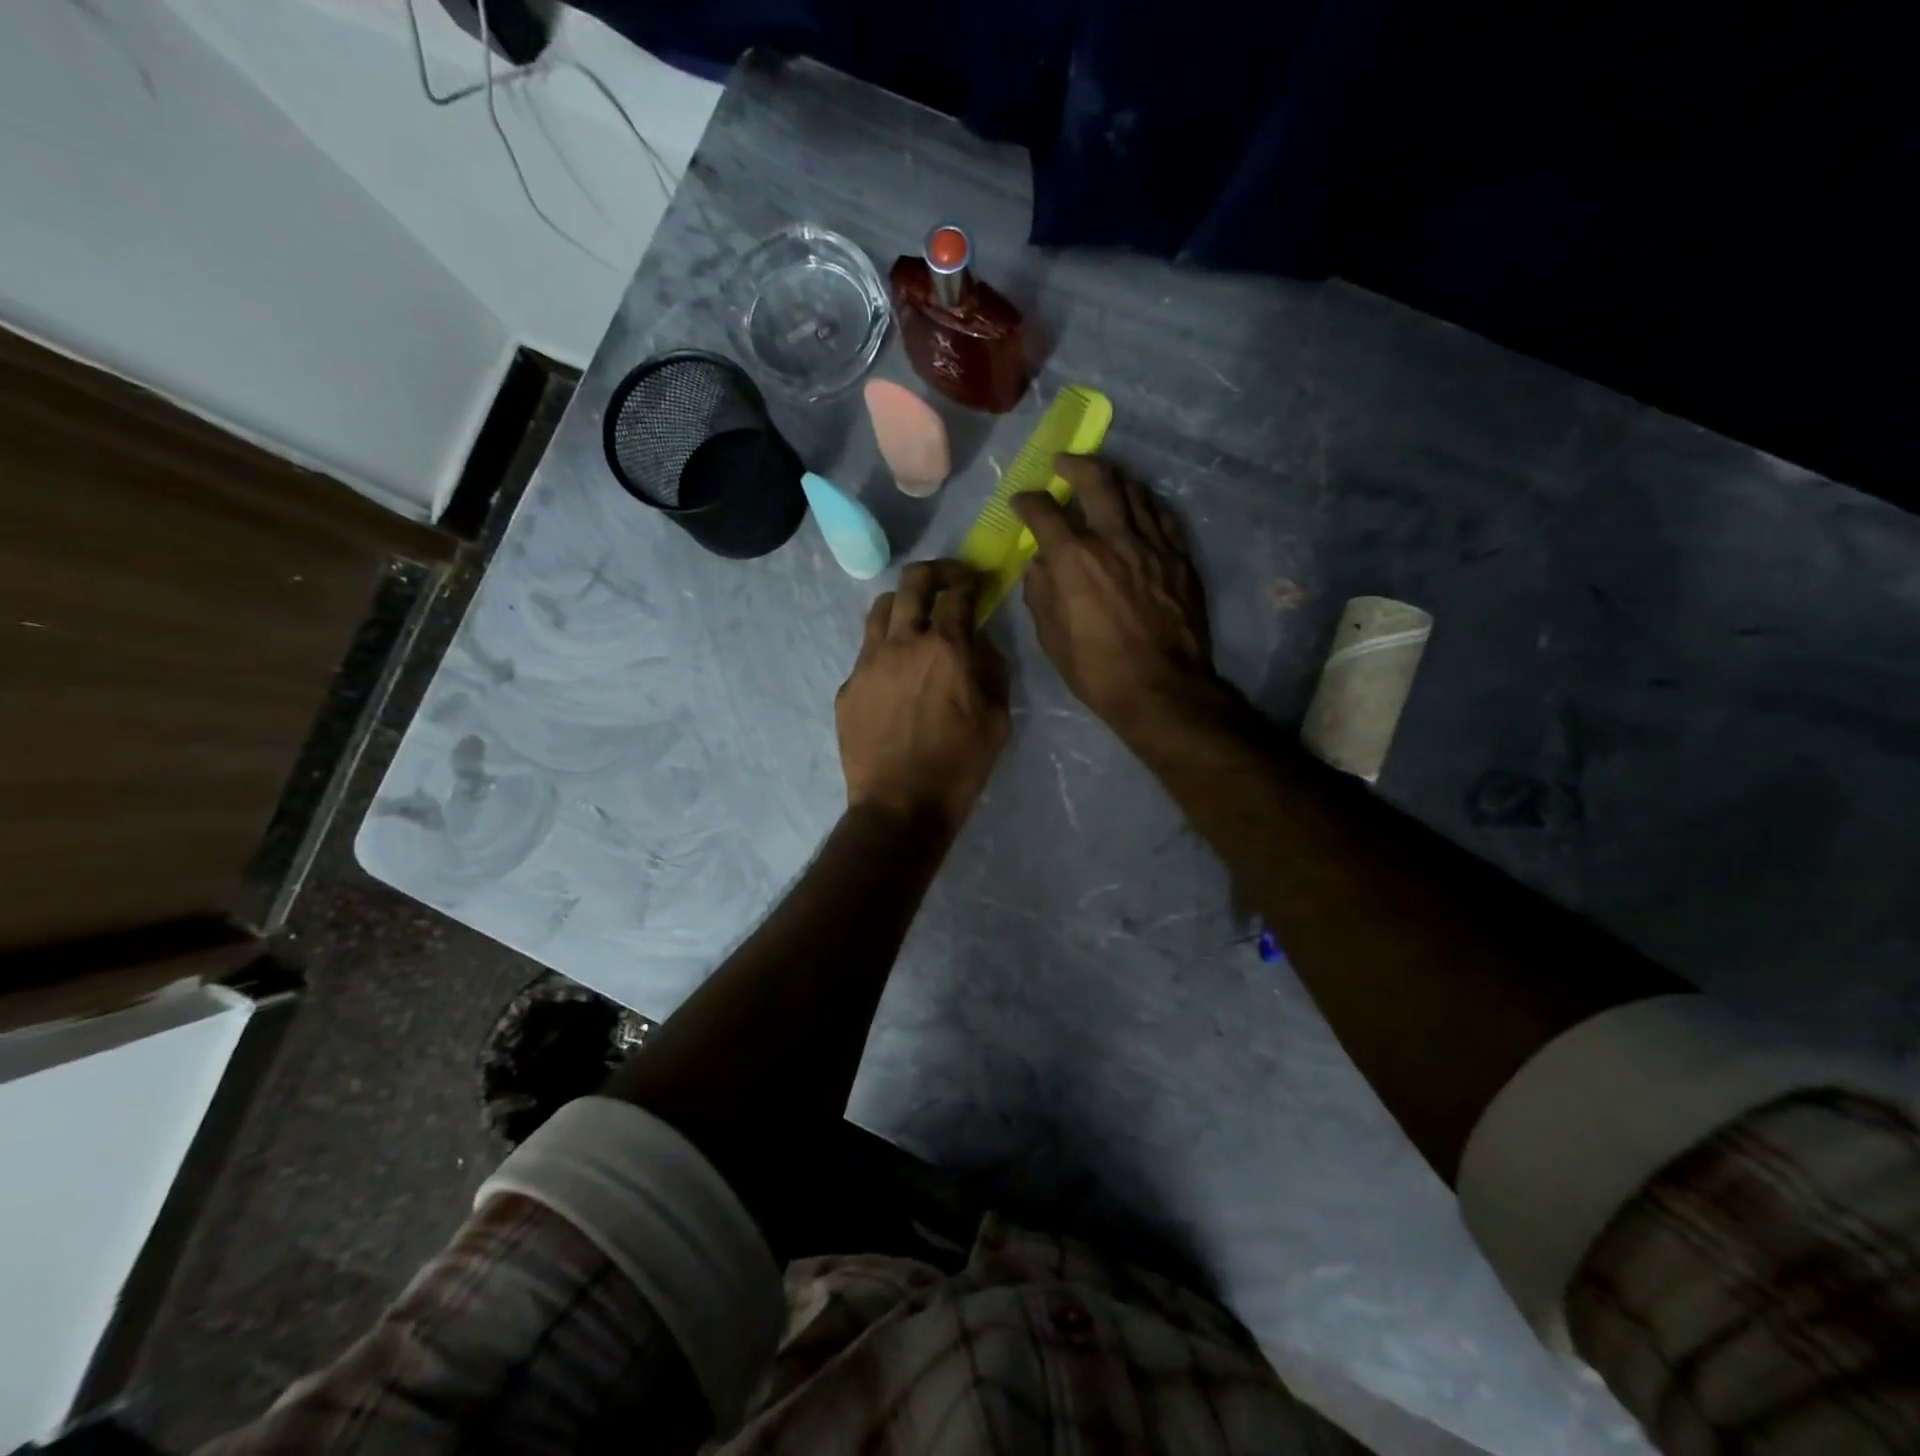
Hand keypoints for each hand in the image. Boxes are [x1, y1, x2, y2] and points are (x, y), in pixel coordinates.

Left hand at [837, 560, 1009, 831]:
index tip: (975, 581)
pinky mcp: (848, 687)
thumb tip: (979, 641)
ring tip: (916, 620)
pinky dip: (886, 649)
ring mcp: (868, 663)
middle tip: (947, 581)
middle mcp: (903, 643)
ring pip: (881, 609)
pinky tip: (896, 675)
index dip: (969, 579)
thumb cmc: (959, 766)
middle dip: (934, 572)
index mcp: (945, 648)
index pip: (957, 593)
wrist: (899, 806)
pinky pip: (867, 652)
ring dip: (904, 604)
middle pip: (912, 582)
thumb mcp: (997, 719)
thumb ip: (991, 669)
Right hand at [1013, 455, 1214, 736]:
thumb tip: (1037, 563)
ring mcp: (1153, 544)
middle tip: (1063, 464)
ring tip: (1101, 477)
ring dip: (1112, 477)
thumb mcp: (1051, 637)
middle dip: (1074, 465)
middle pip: (1096, 480)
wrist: (1162, 689)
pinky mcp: (1180, 557)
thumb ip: (1040, 592)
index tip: (1021, 502)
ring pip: (1134, 490)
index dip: (1027, 501)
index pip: (1044, 511)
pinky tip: (1138, 506)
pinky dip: (1144, 503)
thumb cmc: (1097, 670)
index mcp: (1075, 559)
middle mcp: (1114, 538)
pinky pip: (1162, 515)